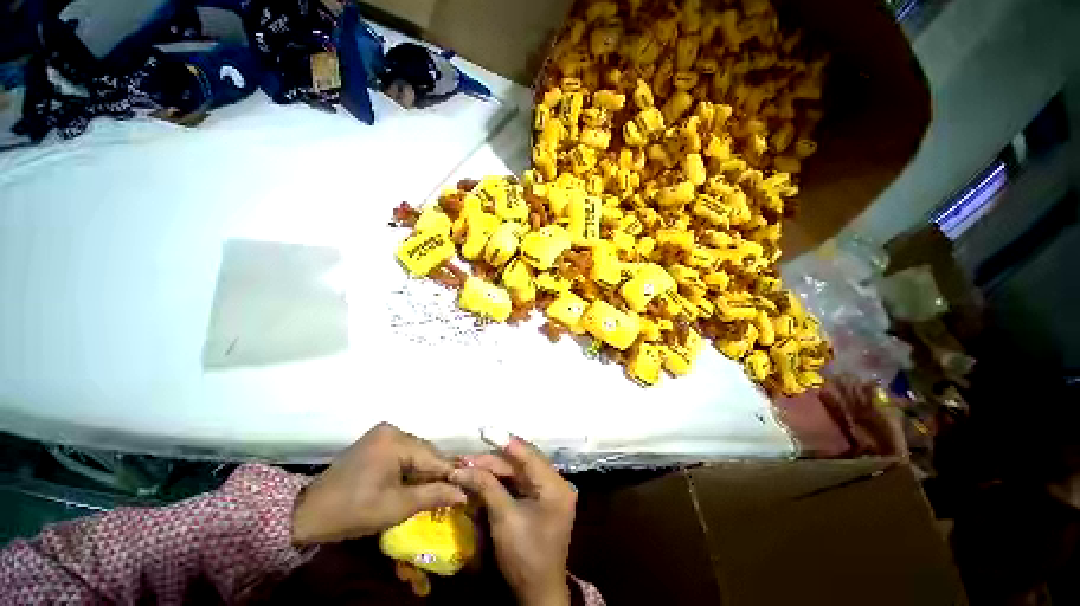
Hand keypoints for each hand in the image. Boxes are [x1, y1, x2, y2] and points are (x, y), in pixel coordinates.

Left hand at [291, 422, 466, 545]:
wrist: (309, 514)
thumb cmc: (354, 512)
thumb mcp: (397, 507)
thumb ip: (433, 495)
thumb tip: (464, 493)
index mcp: (395, 441)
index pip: (433, 457)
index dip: (450, 474)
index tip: (466, 488)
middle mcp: (392, 429)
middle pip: (425, 451)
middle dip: (436, 472)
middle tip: (450, 492)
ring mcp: (382, 434)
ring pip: (415, 451)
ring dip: (424, 469)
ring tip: (434, 489)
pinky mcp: (375, 441)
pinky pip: (403, 451)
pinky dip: (410, 466)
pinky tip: (414, 481)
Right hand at [450, 436, 575, 605]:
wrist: (537, 594)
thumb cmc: (525, 556)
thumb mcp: (505, 518)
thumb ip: (487, 487)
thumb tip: (464, 467)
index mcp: (555, 484)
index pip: (528, 455)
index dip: (505, 442)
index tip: (485, 431)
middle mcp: (554, 483)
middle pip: (520, 464)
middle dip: (492, 462)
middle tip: (466, 458)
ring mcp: (547, 493)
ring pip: (517, 474)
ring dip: (493, 471)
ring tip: (469, 466)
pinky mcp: (538, 502)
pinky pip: (517, 485)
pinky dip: (499, 483)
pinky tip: (482, 479)